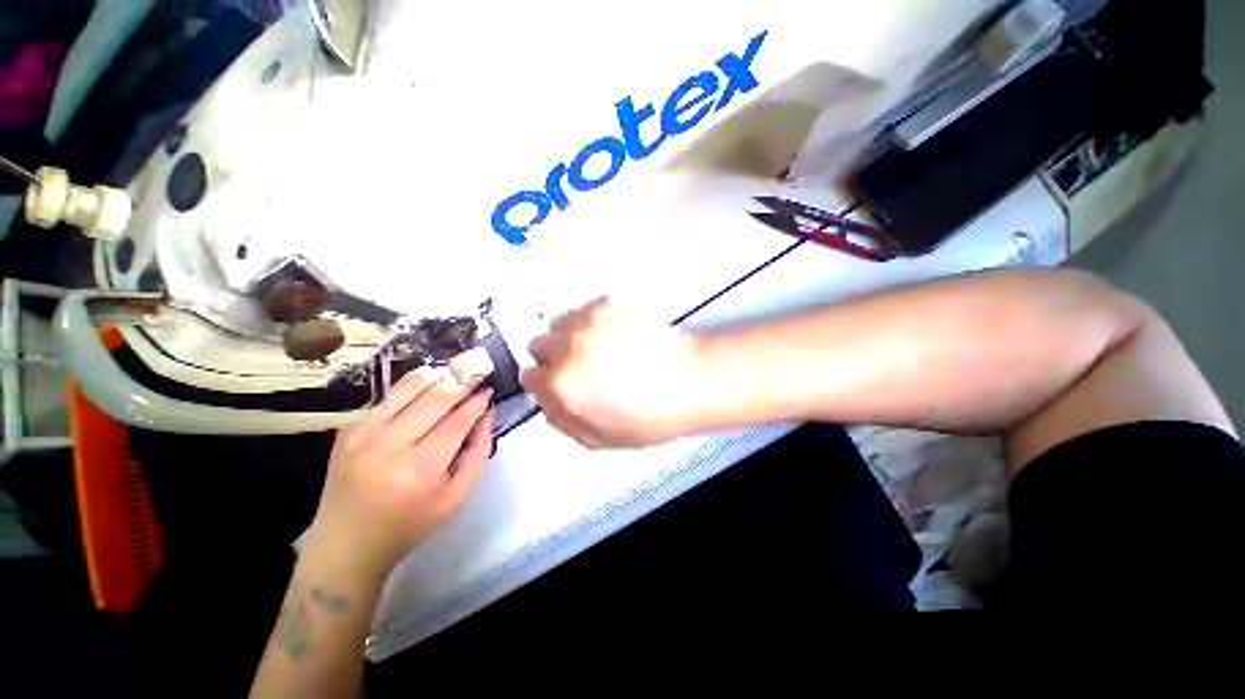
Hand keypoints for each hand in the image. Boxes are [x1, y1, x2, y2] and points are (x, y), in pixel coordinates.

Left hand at [303, 367, 493, 579]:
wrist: (346, 544)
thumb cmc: (410, 524)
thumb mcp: (457, 498)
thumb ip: (478, 454)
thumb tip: (487, 415)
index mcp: (420, 470)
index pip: (457, 421)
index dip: (477, 401)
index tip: (489, 388)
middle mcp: (389, 446)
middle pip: (435, 398)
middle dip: (462, 381)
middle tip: (477, 373)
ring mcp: (363, 434)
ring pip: (407, 388)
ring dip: (436, 375)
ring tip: (453, 372)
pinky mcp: (348, 430)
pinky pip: (387, 397)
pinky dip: (411, 387)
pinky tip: (426, 388)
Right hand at [520, 298, 708, 447]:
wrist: (690, 379)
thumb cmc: (649, 415)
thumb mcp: (597, 438)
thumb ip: (560, 419)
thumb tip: (546, 399)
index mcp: (562, 383)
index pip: (529, 377)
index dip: (545, 384)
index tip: (558, 385)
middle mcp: (568, 346)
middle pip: (538, 345)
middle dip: (554, 358)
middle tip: (581, 367)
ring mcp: (588, 319)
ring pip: (559, 324)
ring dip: (571, 337)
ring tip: (600, 349)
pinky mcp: (608, 301)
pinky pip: (584, 311)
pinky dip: (592, 323)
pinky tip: (616, 336)